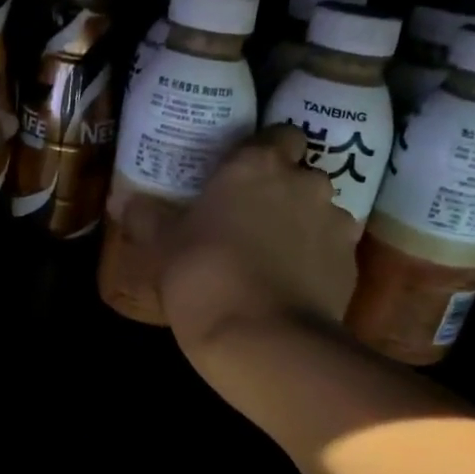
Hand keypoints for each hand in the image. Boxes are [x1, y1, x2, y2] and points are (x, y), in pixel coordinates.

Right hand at [122, 124, 359, 354]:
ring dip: (304, 226)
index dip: (266, 151)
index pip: (279, 134)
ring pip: (321, 213)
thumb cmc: (205, 276)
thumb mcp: (164, 247)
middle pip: (302, 175)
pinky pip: (332, 251)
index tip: (245, 175)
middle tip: (253, 219)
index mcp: (257, 165)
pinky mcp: (351, 264)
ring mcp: (335, 223)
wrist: (264, 339)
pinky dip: (317, 261)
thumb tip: (124, 202)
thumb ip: (147, 217)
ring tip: (275, 258)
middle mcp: (304, 183)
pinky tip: (292, 287)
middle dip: (284, 191)